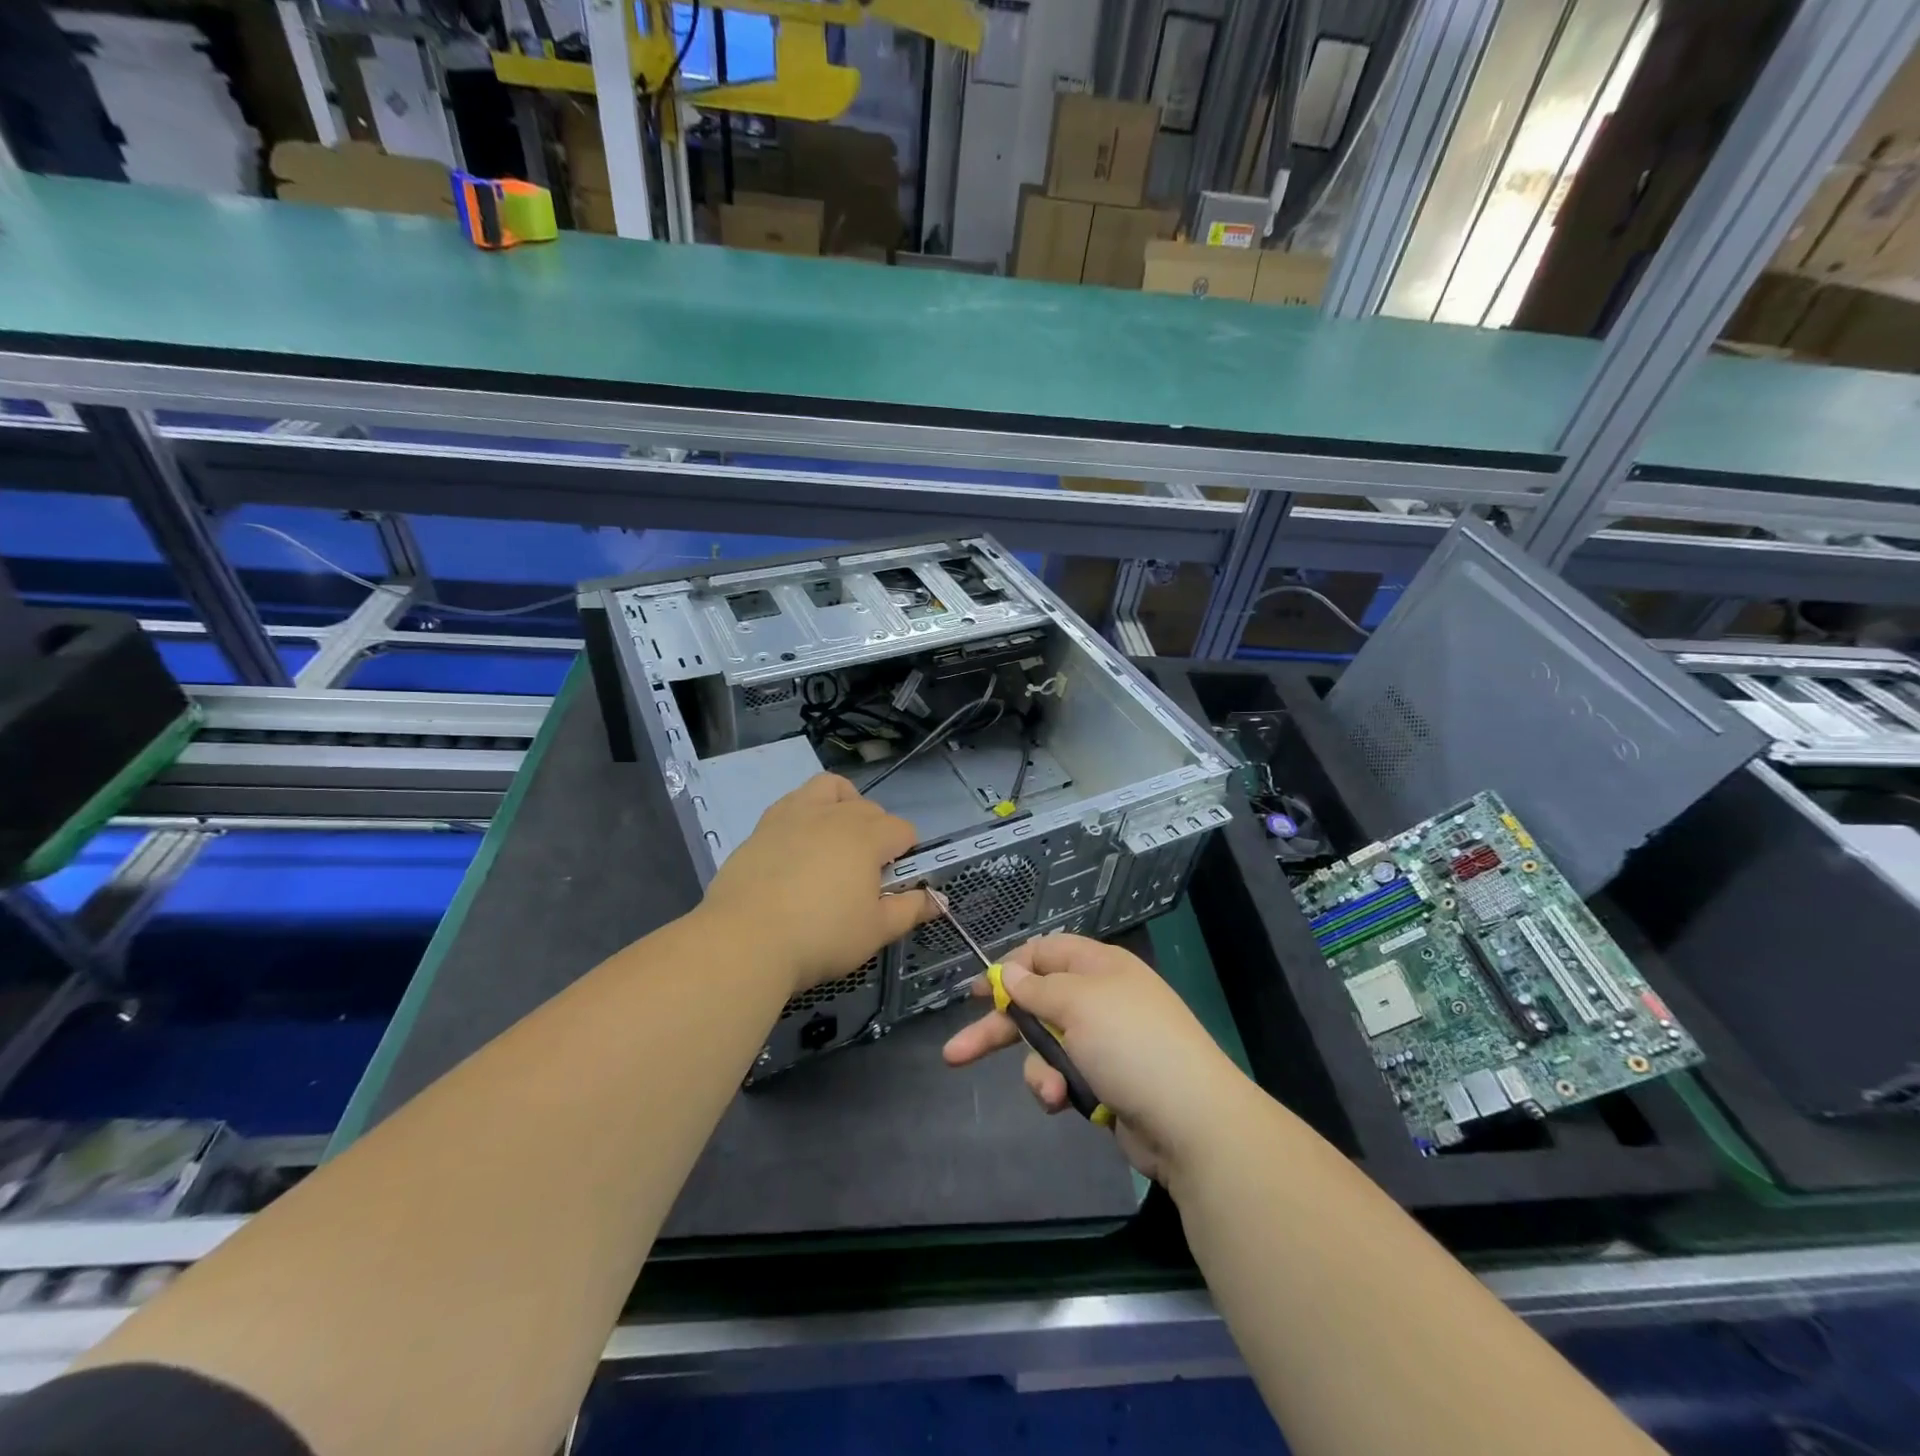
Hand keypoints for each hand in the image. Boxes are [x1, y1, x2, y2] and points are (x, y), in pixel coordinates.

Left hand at [701, 773, 935, 994]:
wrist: (745, 940)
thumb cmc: (821, 936)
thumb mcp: (875, 931)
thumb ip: (910, 910)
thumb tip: (940, 900)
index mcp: (867, 837)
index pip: (902, 830)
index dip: (906, 854)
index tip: (894, 883)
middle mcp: (834, 815)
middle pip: (870, 809)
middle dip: (878, 833)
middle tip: (867, 874)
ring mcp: (794, 815)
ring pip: (830, 788)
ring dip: (843, 803)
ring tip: (837, 837)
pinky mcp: (763, 826)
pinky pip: (793, 802)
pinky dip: (806, 813)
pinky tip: (800, 845)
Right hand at [942, 934, 1250, 1188]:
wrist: (1191, 1121)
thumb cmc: (1130, 1045)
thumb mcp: (1079, 1004)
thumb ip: (1037, 989)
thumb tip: (1010, 970)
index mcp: (1099, 967)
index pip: (1045, 952)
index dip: (1009, 968)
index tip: (976, 992)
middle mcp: (1099, 999)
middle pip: (1036, 1003)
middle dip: (999, 1029)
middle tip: (955, 1052)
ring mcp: (1103, 1042)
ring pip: (1045, 1047)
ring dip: (1036, 1068)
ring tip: (1049, 1091)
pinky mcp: (1104, 1082)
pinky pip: (1062, 1076)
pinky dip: (1057, 1088)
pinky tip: (1061, 1103)